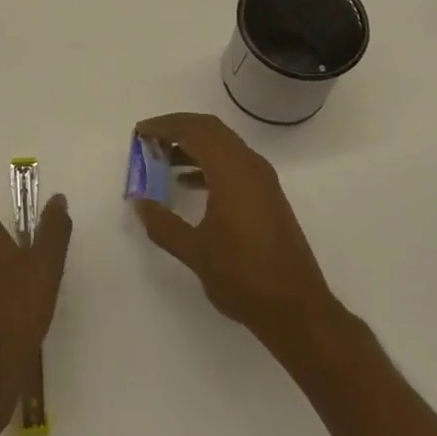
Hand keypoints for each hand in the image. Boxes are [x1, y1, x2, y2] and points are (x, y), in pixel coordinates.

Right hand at [131, 113, 338, 353]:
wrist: (297, 309)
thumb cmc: (243, 277)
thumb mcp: (195, 252)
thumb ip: (162, 224)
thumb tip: (139, 203)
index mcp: (232, 172)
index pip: (195, 131)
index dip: (165, 126)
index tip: (140, 132)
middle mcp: (250, 166)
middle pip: (210, 130)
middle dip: (178, 129)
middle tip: (149, 140)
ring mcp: (262, 180)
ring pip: (223, 145)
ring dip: (193, 145)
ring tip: (162, 159)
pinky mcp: (267, 196)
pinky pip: (233, 163)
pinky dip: (208, 163)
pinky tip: (188, 184)